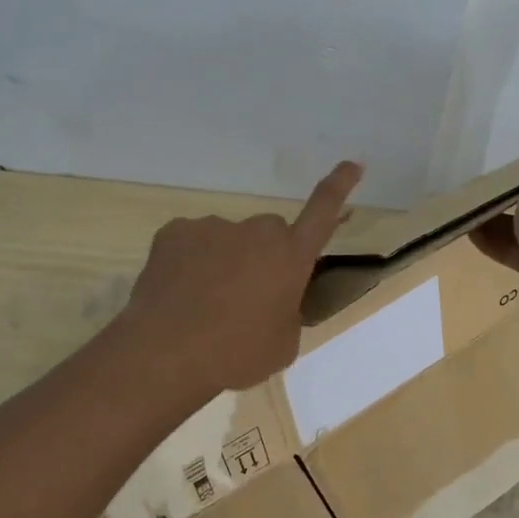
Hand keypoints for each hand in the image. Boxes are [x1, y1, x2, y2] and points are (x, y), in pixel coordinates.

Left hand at [123, 160, 363, 392]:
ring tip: (204, 304)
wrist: (167, 352)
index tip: (352, 163)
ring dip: (224, 262)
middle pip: (269, 233)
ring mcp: (213, 227)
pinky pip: (191, 243)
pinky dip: (190, 263)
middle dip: (265, 255)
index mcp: (291, 256)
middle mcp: (256, 232)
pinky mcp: (175, 232)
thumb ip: (287, 313)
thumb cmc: (236, 354)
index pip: (323, 210)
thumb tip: (276, 304)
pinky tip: (179, 293)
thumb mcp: (282, 344)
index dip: (339, 185)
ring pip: (227, 239)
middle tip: (247, 296)